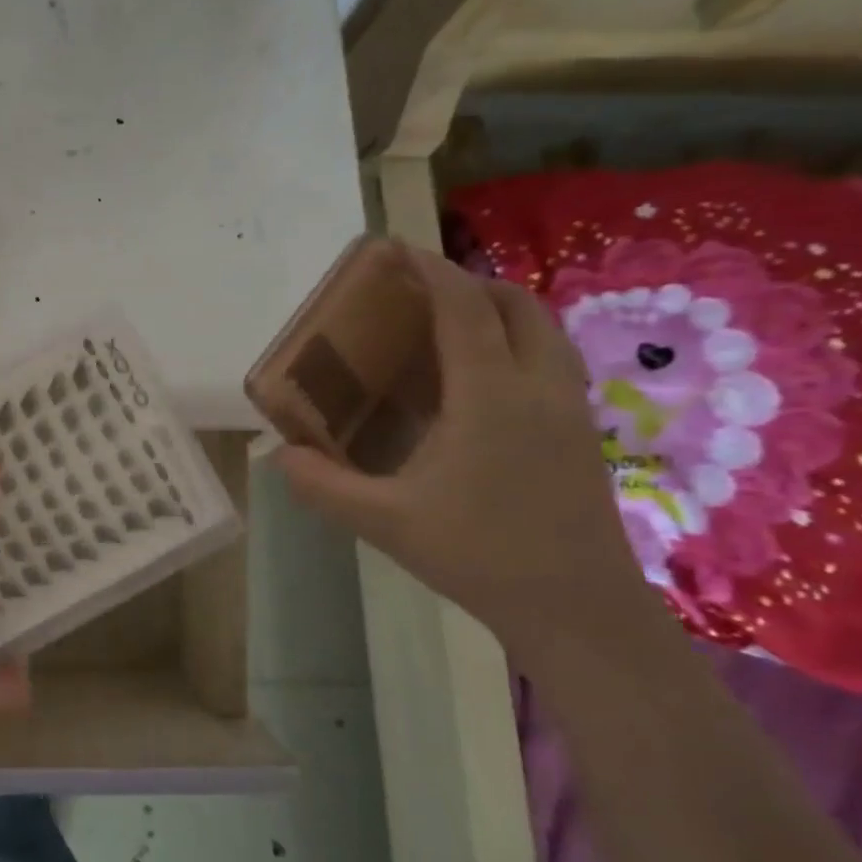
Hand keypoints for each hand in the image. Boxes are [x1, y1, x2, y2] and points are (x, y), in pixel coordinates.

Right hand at [277, 246, 647, 666]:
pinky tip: (478, 384)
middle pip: (514, 303)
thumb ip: (323, 485)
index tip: (393, 251)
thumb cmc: (479, 555)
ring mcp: (569, 409)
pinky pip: (549, 360)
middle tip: (417, 296)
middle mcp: (537, 386)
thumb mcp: (384, 522)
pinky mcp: (582, 433)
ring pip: (541, 330)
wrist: (578, 610)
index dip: (429, 270)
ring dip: (497, 311)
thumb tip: (279, 455)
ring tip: (447, 331)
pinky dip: (515, 344)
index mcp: (490, 394)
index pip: (463, 306)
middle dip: (467, 283)